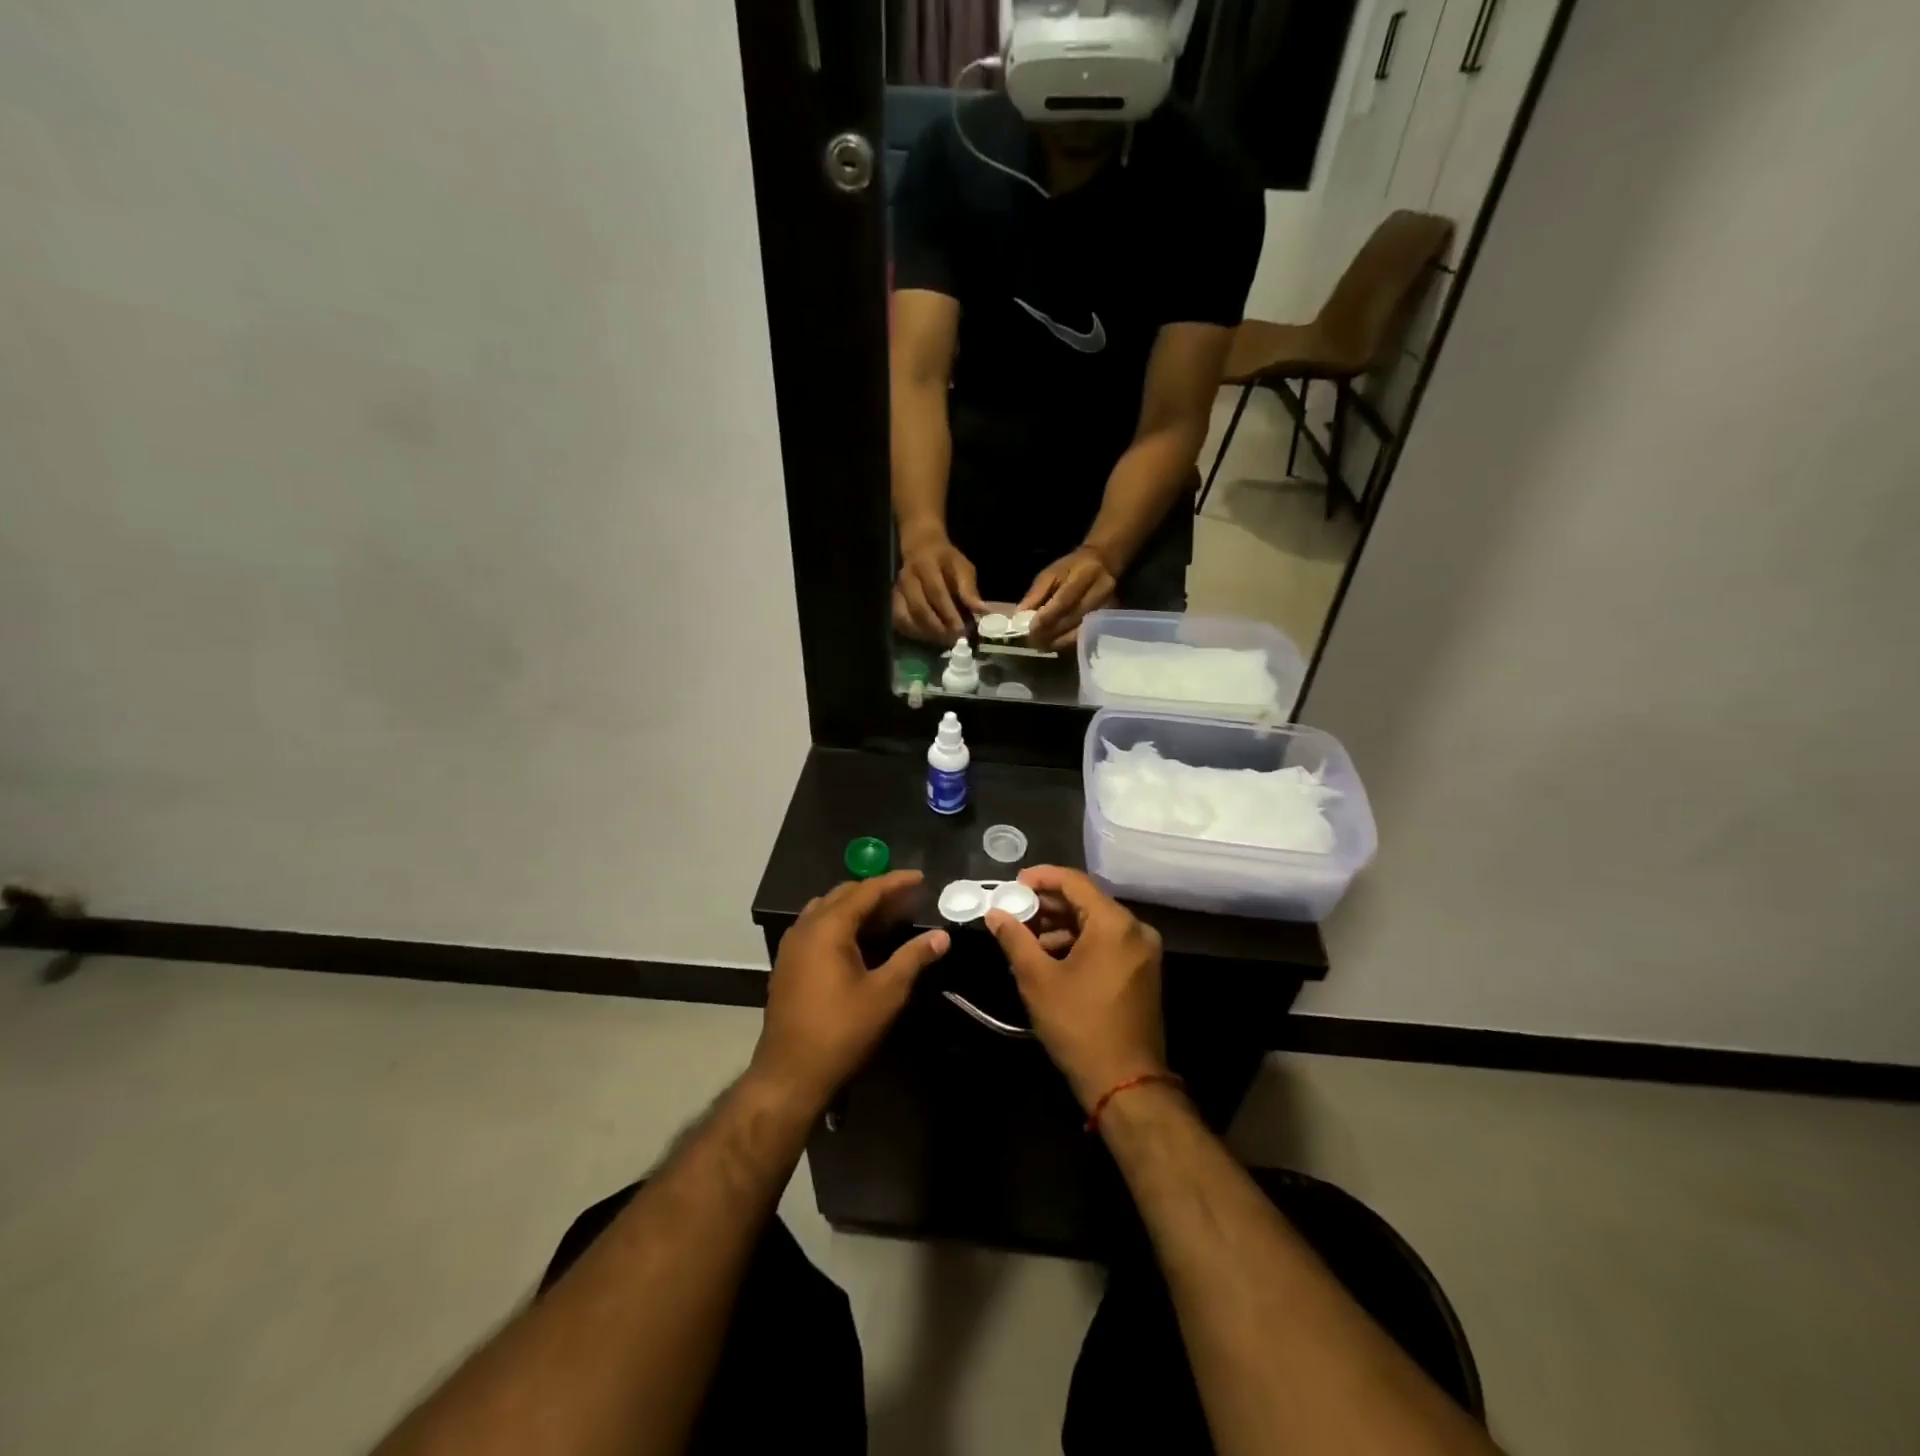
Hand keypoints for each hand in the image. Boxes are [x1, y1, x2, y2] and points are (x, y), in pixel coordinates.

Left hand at [751, 871, 949, 1109]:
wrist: (790, 1074)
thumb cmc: (841, 1031)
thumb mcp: (885, 993)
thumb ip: (913, 958)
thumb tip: (942, 936)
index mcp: (829, 927)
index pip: (866, 890)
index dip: (896, 882)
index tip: (921, 878)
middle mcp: (806, 927)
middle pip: (844, 894)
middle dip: (877, 892)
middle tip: (908, 899)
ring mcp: (792, 945)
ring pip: (827, 909)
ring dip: (857, 906)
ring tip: (887, 916)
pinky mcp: (788, 964)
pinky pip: (816, 927)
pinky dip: (841, 923)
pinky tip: (859, 941)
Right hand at [893, 536, 985, 642]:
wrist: (920, 547)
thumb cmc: (946, 560)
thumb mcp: (962, 567)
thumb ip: (969, 589)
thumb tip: (981, 611)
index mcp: (926, 565)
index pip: (936, 592)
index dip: (948, 613)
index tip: (961, 630)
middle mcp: (907, 578)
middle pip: (919, 608)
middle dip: (937, 627)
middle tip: (952, 640)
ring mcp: (896, 590)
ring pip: (905, 617)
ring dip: (924, 633)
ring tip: (942, 640)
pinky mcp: (892, 600)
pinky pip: (898, 621)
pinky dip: (913, 633)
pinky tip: (928, 637)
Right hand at [985, 866, 1166, 1109]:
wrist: (1125, 1082)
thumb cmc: (1078, 1025)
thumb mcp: (1038, 979)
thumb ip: (1015, 938)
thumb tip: (995, 913)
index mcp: (1114, 923)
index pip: (1074, 882)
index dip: (1041, 878)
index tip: (1013, 884)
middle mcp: (1135, 930)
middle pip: (1087, 901)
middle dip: (1048, 904)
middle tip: (1014, 910)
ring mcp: (1143, 952)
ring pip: (1096, 924)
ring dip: (1061, 926)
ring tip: (1026, 937)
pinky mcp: (1142, 972)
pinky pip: (1107, 943)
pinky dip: (1079, 943)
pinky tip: (1051, 956)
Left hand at [1019, 546, 1116, 648]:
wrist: (1103, 563)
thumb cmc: (1071, 568)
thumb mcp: (1050, 574)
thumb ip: (1036, 595)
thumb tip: (1019, 617)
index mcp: (1085, 574)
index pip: (1064, 600)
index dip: (1046, 617)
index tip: (1030, 629)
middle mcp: (1101, 591)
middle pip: (1073, 618)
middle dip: (1050, 632)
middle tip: (1033, 641)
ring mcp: (1108, 606)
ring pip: (1080, 631)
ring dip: (1058, 641)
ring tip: (1041, 644)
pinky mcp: (1109, 618)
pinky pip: (1086, 636)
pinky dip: (1068, 642)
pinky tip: (1055, 643)